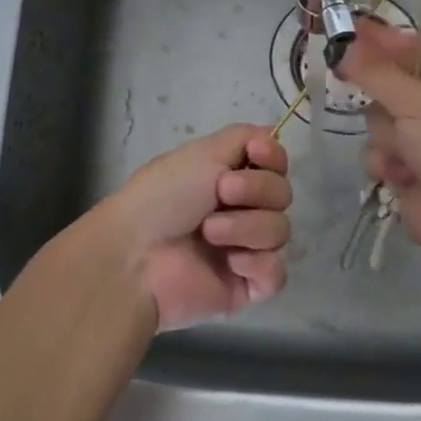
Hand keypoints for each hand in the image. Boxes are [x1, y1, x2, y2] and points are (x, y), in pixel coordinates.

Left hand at [88, 126, 292, 330]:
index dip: (274, 157)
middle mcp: (241, 210)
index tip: (255, 154)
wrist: (137, 254)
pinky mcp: (247, 286)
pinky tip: (231, 263)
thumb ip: (244, 136)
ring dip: (245, 227)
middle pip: (283, 194)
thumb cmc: (163, 196)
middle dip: (255, 191)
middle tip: (220, 194)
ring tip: (209, 233)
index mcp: (230, 177)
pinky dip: (257, 264)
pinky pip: (276, 273)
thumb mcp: (202, 151)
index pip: (277, 164)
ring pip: (280, 231)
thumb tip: (273, 134)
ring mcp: (245, 249)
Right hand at [337, 17, 420, 281]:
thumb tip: (344, 44)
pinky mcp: (410, 173)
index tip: (352, 32)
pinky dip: (385, 165)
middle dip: (383, 103)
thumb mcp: (416, 100)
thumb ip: (375, 72)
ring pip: (380, 124)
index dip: (385, 42)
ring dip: (385, 139)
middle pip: (389, 89)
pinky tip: (398, 176)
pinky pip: (380, 155)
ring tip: (403, 155)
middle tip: (372, 97)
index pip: (415, 50)